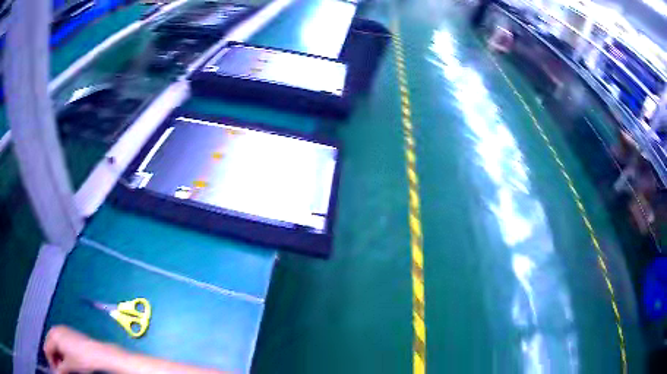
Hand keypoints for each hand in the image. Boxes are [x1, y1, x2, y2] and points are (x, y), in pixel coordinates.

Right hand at [43, 325, 124, 373]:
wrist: (98, 352)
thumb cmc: (81, 359)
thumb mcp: (69, 366)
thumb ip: (61, 369)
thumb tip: (57, 372)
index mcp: (53, 335)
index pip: (47, 347)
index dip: (50, 359)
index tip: (54, 369)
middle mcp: (55, 329)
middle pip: (50, 344)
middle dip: (53, 357)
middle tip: (59, 369)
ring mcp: (61, 329)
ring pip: (55, 343)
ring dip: (57, 355)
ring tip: (62, 367)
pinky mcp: (68, 332)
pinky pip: (60, 341)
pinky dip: (61, 351)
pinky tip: (66, 360)